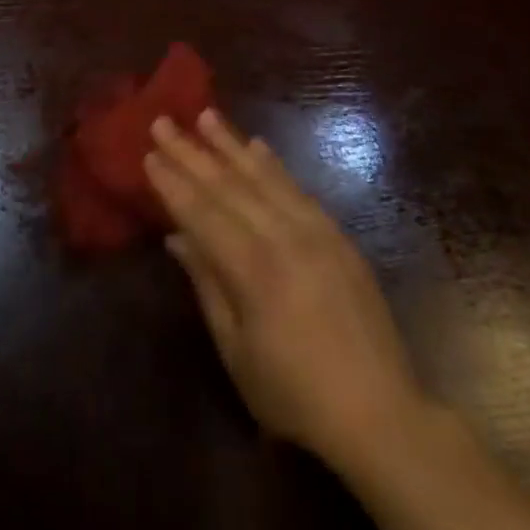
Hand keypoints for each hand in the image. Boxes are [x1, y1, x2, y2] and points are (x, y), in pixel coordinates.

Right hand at [144, 111, 429, 478]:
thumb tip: (176, 237)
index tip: (148, 152)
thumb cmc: (295, 395)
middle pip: (228, 185)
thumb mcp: (236, 350)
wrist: (381, 414)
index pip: (201, 213)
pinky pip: (298, 188)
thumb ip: (207, 285)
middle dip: (191, 152)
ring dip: (230, 143)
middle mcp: (283, 238)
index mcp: (253, 270)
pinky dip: (273, 164)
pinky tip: (257, 145)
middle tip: (163, 121)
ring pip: (263, 177)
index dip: (172, 183)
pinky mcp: (338, 236)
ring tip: (205, 115)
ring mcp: (316, 232)